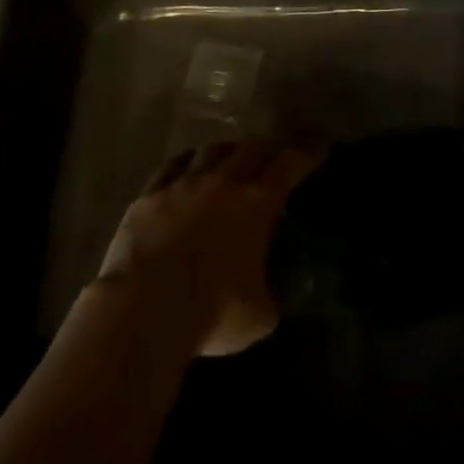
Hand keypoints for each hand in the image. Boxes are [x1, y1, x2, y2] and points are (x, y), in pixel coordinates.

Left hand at [97, 141, 321, 357]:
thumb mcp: (259, 316)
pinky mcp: (149, 194)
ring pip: (211, 149)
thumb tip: (273, 295)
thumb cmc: (211, 313)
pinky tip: (187, 170)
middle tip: (272, 158)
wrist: (143, 309)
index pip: (291, 164)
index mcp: (257, 202)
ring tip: (229, 162)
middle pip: (252, 147)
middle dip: (267, 149)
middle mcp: (223, 181)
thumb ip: (271, 296)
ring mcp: (183, 183)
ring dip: (227, 152)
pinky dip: (186, 163)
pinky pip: (172, 165)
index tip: (320, 147)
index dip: (309, 153)